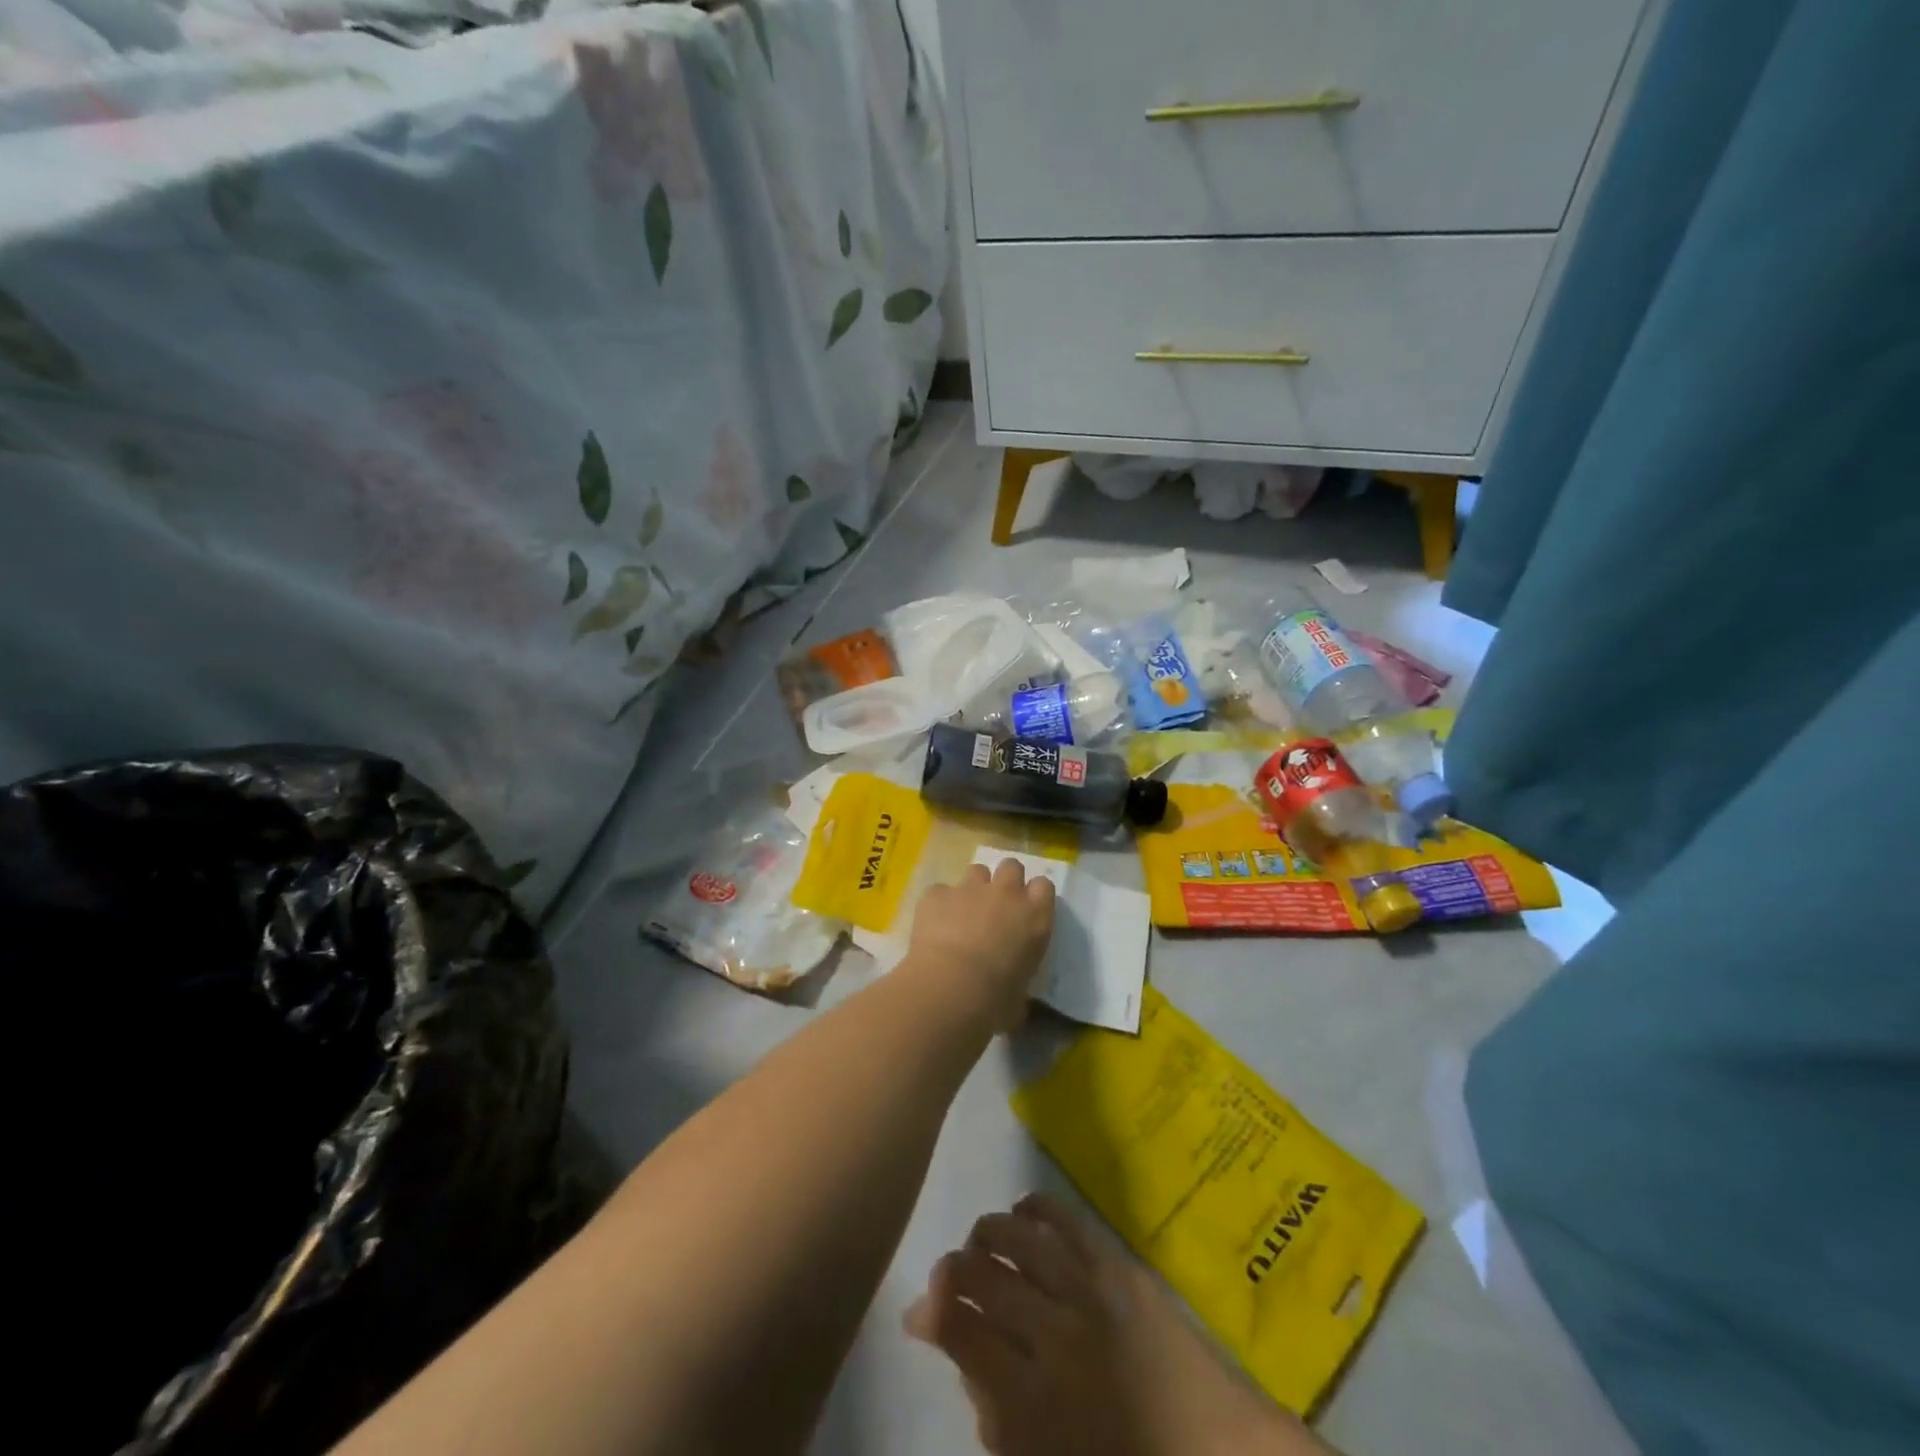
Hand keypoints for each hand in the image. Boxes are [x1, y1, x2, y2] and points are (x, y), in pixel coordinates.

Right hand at [906, 1195, 1324, 1455]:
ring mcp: (1091, 1291)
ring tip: (980, 1240)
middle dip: (955, 1270)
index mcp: (1034, 1399)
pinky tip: (1023, 1210)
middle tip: (948, 1274)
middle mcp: (1056, 1333)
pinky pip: (1067, 1221)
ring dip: (990, 1233)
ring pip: (1021, 1239)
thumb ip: (997, 1419)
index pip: (962, 1332)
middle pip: (986, 1277)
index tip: (920, 1312)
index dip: (932, 1314)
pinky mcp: (1120, 1266)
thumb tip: (965, 1358)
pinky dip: (1038, 1209)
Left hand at [907, 859, 1054, 1032]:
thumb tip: (1011, 998)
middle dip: (1005, 881)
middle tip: (996, 905)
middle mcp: (1006, 894)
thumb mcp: (1020, 996)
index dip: (1034, 895)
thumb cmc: (995, 1000)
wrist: (951, 987)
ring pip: (976, 871)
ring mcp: (969, 889)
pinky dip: (938, 905)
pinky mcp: (937, 894)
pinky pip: (940, 891)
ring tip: (963, 913)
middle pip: (1011, 867)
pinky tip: (933, 926)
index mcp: (1035, 917)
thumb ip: (1018, 983)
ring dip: (972, 888)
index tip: (1026, 910)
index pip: (1044, 887)